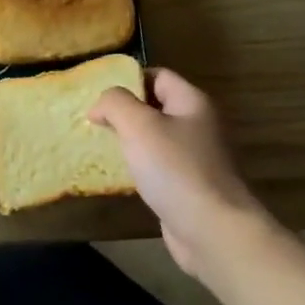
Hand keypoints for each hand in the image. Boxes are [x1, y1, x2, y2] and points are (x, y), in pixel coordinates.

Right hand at [90, 68, 276, 284]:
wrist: (211, 228)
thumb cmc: (174, 169)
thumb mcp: (138, 125)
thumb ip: (115, 103)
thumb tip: (100, 105)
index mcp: (192, 102)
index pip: (158, 75)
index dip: (128, 79)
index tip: (98, 96)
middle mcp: (198, 125)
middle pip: (156, 106)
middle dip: (124, 111)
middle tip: (93, 121)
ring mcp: (196, 156)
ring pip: (156, 137)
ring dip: (129, 139)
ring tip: (99, 145)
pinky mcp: (188, 184)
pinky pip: (158, 164)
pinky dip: (138, 165)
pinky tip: (119, 174)